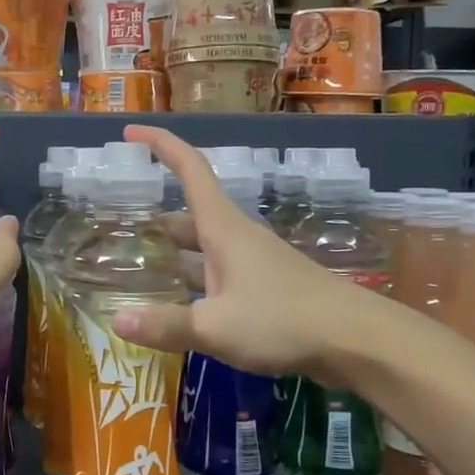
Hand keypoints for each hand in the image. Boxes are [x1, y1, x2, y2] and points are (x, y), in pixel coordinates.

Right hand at [111, 125, 384, 381]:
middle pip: (190, 215)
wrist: (357, 340)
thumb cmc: (283, 319)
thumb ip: (167, 324)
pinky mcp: (267, 289)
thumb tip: (117, 322)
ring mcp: (254, 263)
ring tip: (141, 270)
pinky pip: (219, 275)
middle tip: (122, 232)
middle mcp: (237, 238)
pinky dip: (195, 282)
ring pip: (204, 249)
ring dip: (176, 254)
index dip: (161, 146)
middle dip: (157, 220)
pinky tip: (181, 307)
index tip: (131, 134)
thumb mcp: (216, 326)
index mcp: (223, 229)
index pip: (189, 171)